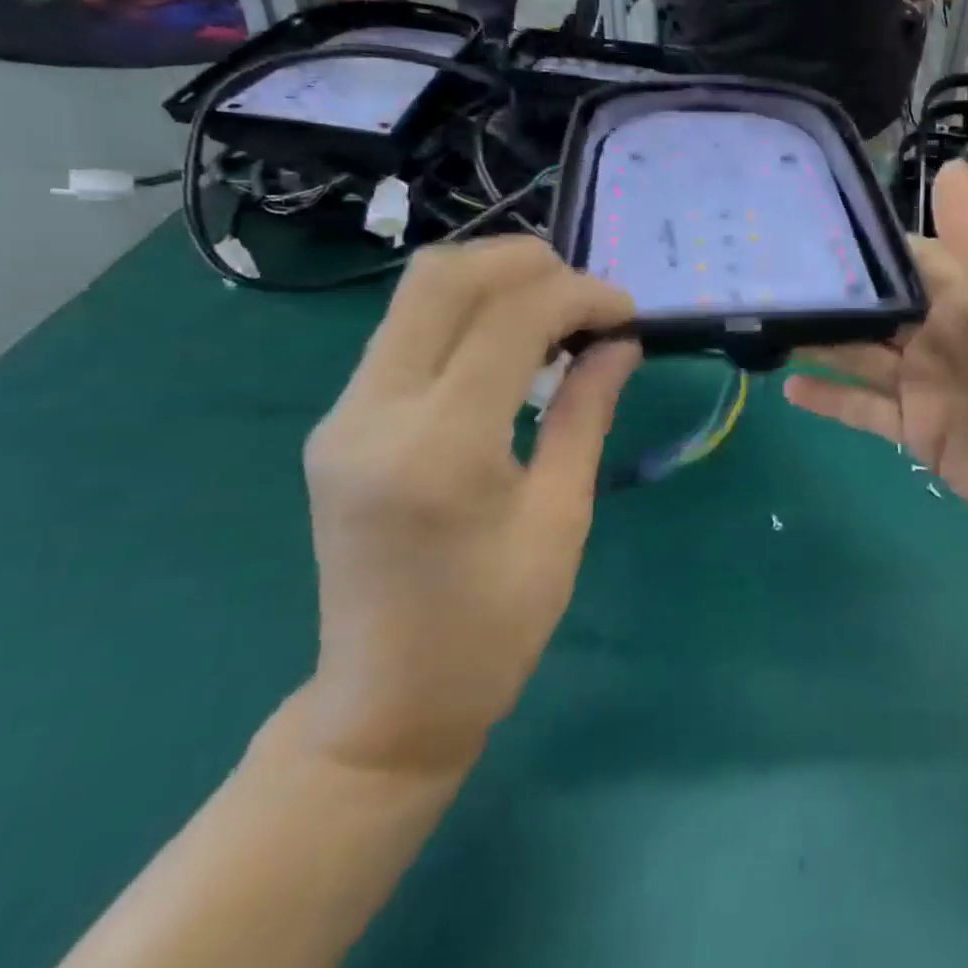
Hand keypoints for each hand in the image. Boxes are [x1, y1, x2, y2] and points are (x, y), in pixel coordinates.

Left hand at [299, 239, 638, 773]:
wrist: (387, 705)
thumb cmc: (494, 625)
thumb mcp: (562, 515)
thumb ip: (586, 410)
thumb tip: (620, 341)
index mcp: (440, 448)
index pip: (510, 317)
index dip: (580, 295)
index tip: (626, 313)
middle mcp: (374, 414)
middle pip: (443, 277)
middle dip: (528, 262)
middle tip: (587, 298)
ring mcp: (344, 415)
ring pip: (417, 292)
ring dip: (497, 282)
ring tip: (559, 315)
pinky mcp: (341, 422)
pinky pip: (407, 330)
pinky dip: (469, 314)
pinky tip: (514, 348)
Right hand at [786, 162, 967, 573]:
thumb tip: (948, 165)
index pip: (908, 256)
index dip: (863, 243)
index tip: (805, 226)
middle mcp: (945, 334)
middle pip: (876, 306)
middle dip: (830, 293)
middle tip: (762, 275)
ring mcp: (930, 385)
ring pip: (862, 354)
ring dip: (821, 341)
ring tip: (764, 323)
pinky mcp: (920, 433)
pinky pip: (865, 410)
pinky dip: (831, 400)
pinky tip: (788, 389)